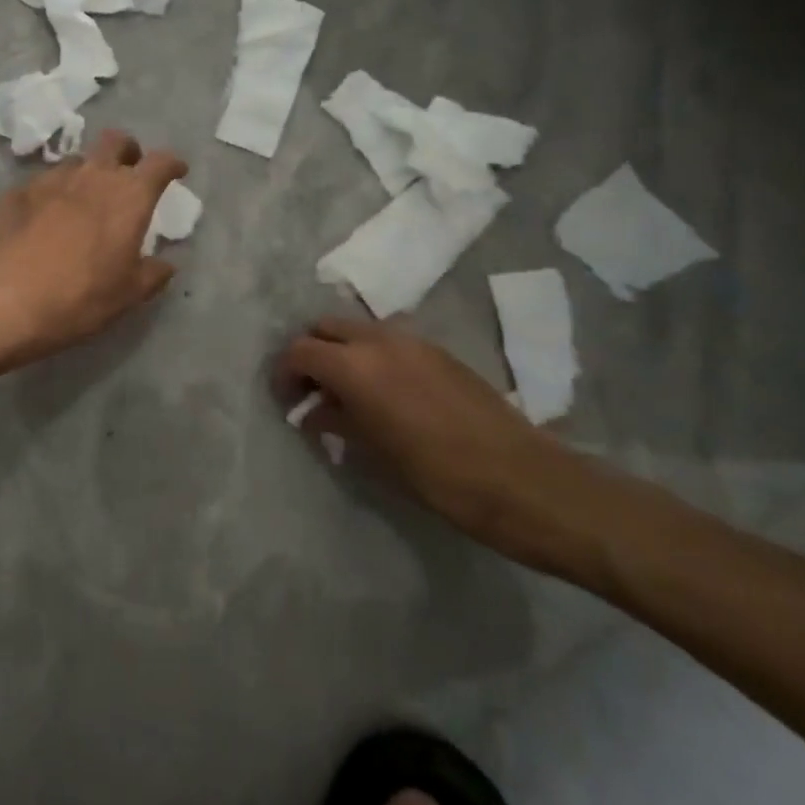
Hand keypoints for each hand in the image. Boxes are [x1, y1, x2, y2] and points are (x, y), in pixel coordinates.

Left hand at [0, 130, 188, 375]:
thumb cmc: (76, 299)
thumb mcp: (126, 296)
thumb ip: (152, 274)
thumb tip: (165, 263)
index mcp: (128, 196)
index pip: (160, 162)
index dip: (172, 164)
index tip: (177, 171)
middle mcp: (92, 176)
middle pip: (116, 141)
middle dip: (129, 151)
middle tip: (129, 173)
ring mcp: (51, 179)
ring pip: (79, 160)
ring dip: (90, 172)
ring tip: (86, 200)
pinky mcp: (17, 191)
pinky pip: (46, 181)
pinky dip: (56, 192)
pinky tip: (47, 219)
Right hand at [278, 318, 598, 573]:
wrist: (519, 478)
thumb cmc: (436, 476)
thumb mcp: (374, 454)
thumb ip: (337, 422)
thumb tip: (315, 411)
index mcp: (356, 365)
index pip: (300, 350)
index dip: (285, 373)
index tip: (287, 400)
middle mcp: (380, 340)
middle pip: (326, 326)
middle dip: (311, 352)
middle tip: (312, 390)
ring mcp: (414, 341)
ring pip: (359, 329)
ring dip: (343, 351)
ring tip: (347, 392)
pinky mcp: (440, 352)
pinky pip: (390, 341)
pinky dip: (373, 355)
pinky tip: (385, 393)